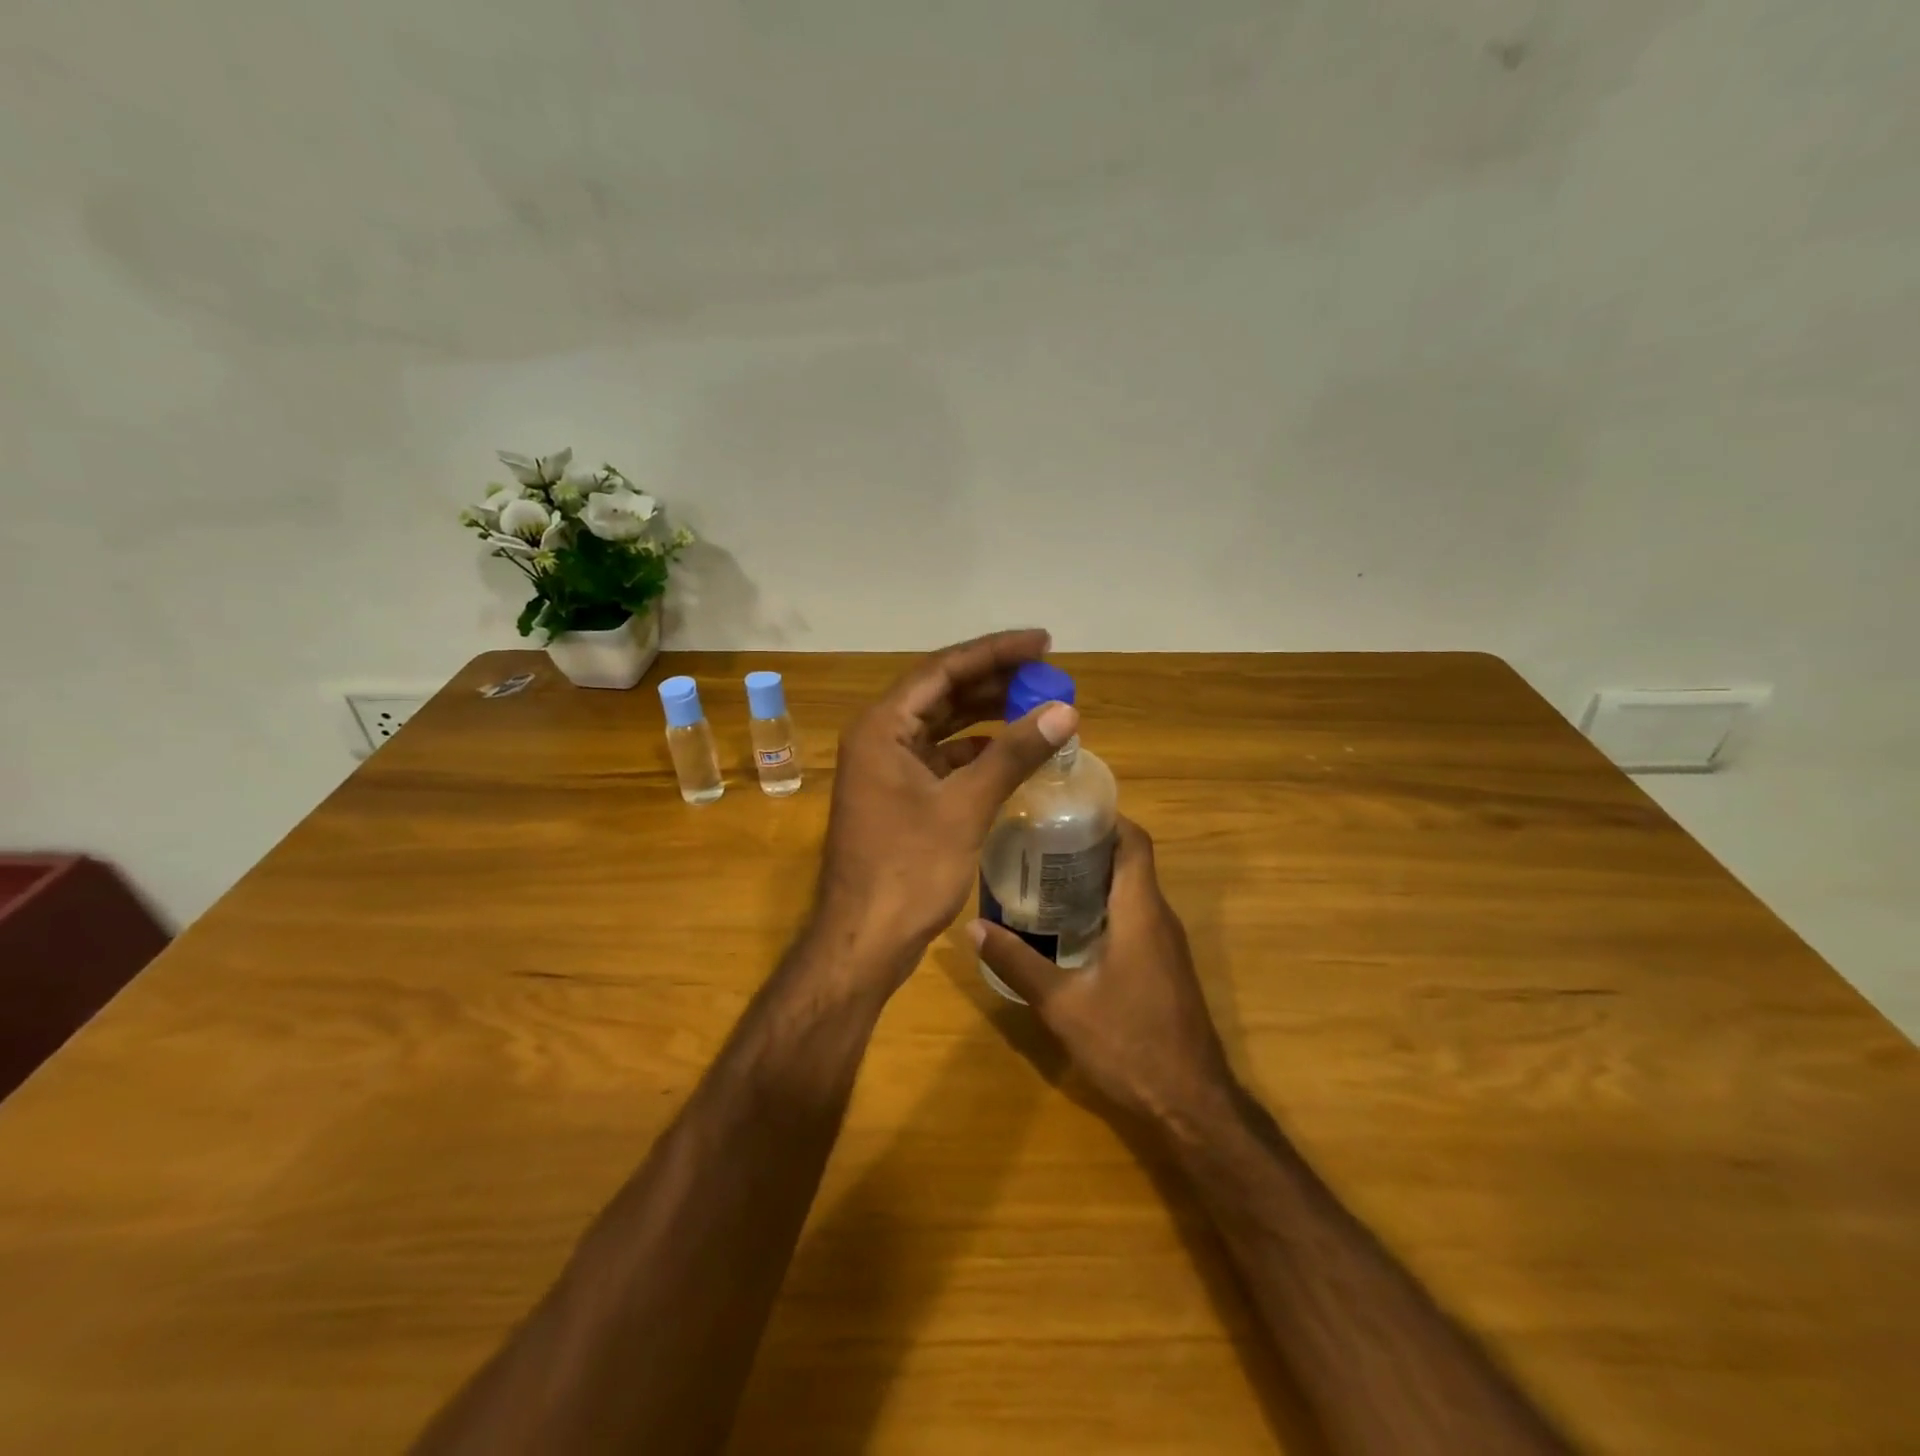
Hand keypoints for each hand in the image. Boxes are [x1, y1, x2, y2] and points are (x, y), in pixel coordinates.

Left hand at [814, 629, 1078, 981]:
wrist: (865, 941)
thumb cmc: (909, 870)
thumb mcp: (965, 807)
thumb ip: (1014, 754)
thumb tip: (1064, 711)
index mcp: (883, 727)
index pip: (943, 669)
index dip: (996, 652)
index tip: (1043, 643)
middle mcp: (880, 737)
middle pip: (942, 691)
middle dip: (995, 680)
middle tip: (1047, 673)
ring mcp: (887, 768)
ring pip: (943, 725)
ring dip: (987, 714)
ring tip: (1037, 704)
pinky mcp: (900, 795)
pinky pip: (942, 758)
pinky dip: (977, 751)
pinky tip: (1012, 751)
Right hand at [969, 818, 1234, 1125]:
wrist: (1191, 1103)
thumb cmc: (1129, 1043)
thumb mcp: (1062, 1004)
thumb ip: (1018, 962)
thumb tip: (974, 927)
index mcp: (1140, 912)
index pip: (1134, 842)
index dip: (1106, 817)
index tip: (1064, 809)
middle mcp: (1159, 917)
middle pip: (1129, 861)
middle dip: (1088, 845)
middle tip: (1037, 841)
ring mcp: (1166, 943)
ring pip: (1132, 890)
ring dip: (1094, 877)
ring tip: (1042, 875)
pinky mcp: (1164, 965)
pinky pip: (1135, 917)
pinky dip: (1103, 906)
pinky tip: (1066, 925)